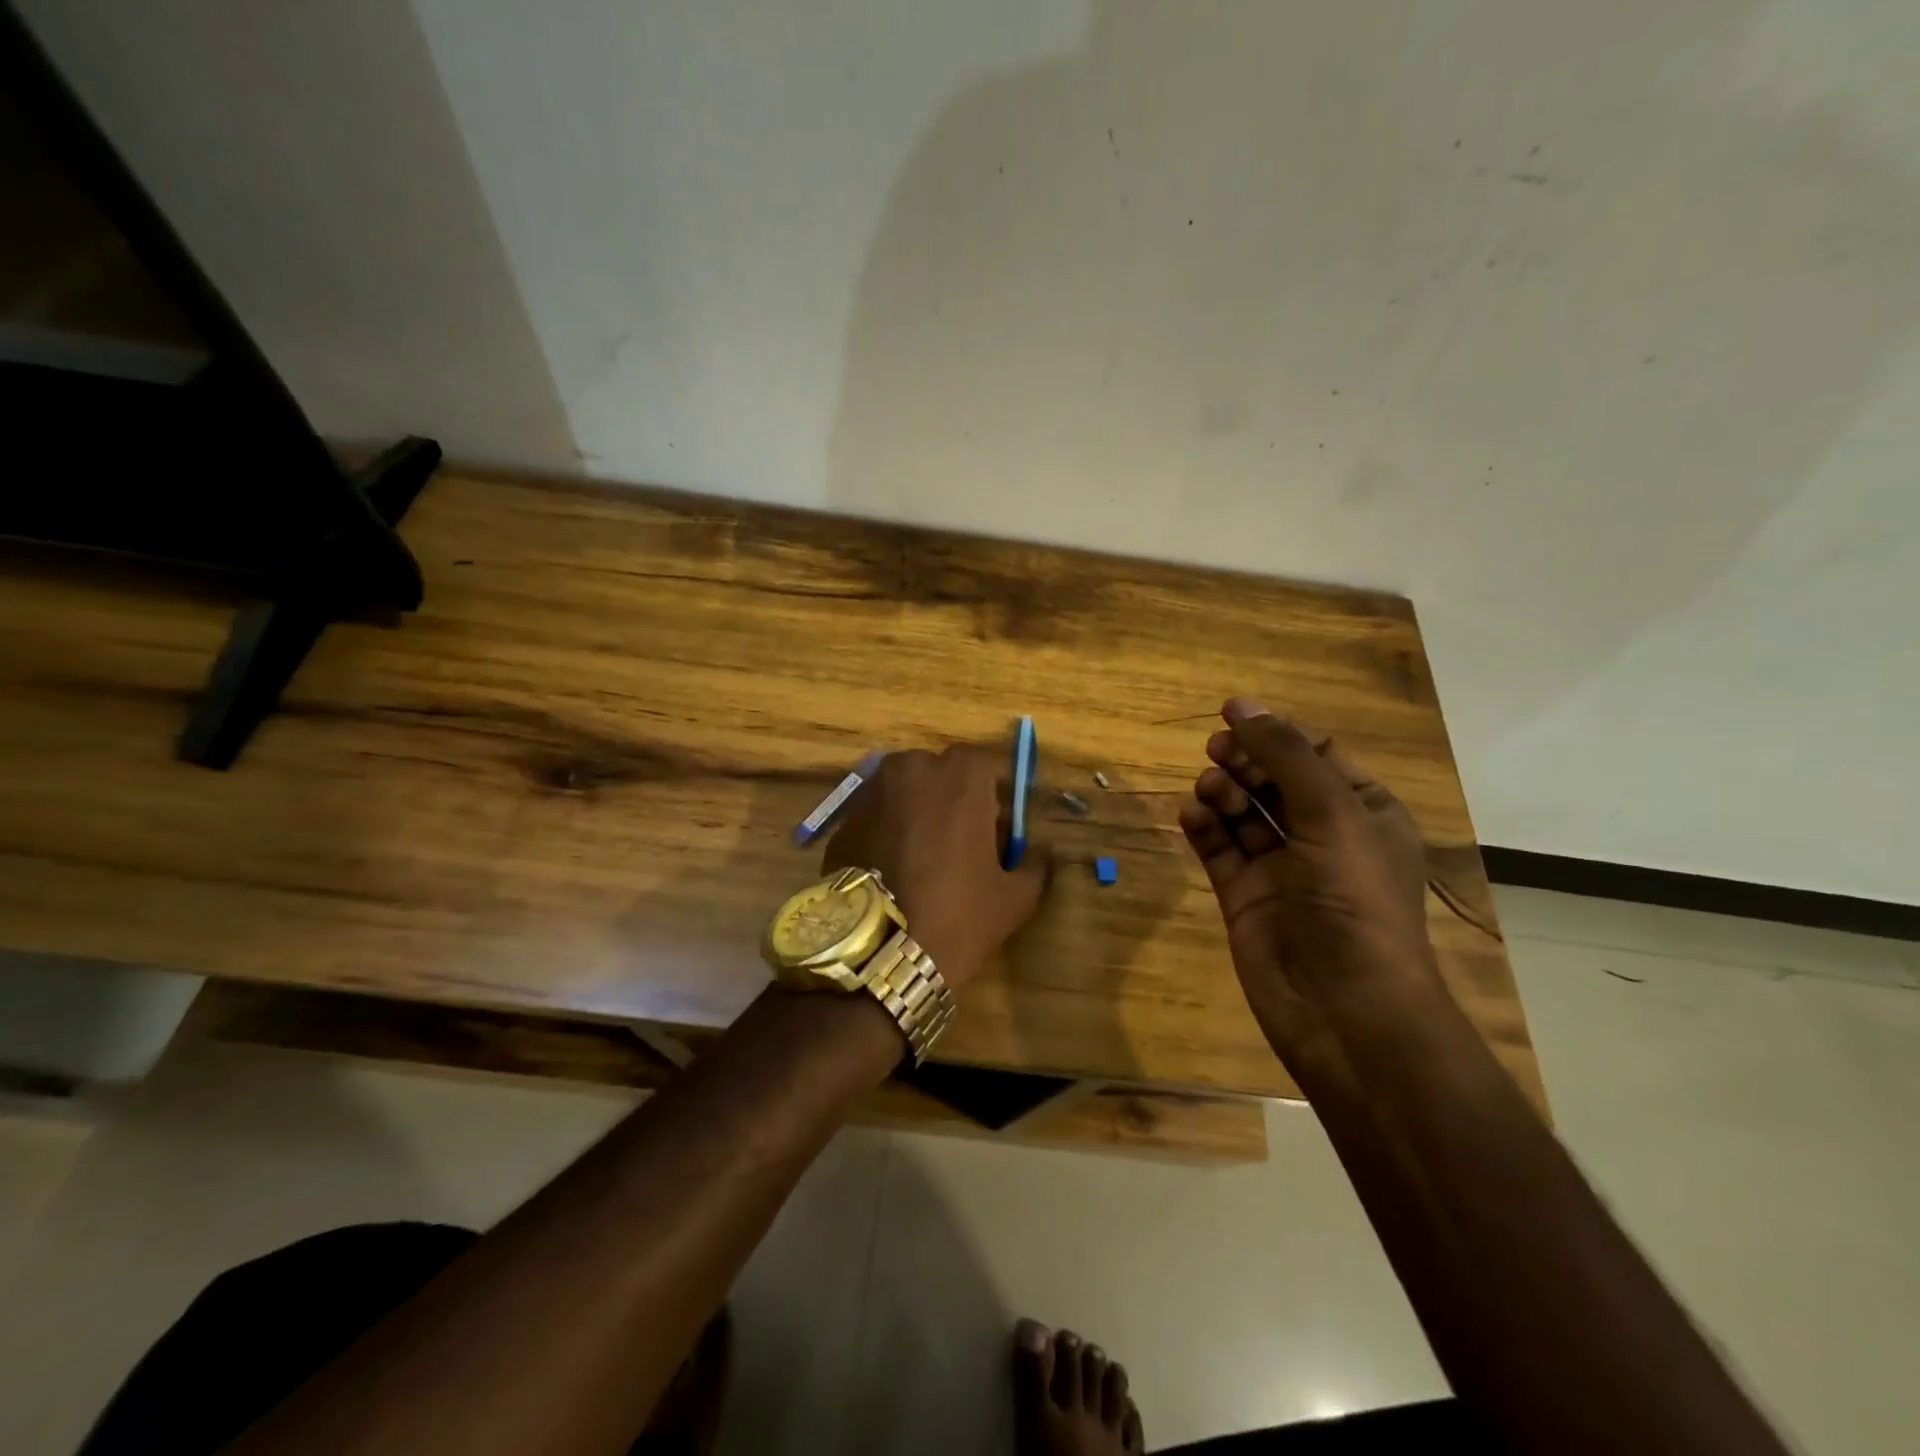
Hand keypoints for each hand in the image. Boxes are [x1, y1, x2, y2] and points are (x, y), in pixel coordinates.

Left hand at [822, 745, 1049, 991]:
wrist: (880, 953)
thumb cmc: (959, 917)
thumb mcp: (1014, 897)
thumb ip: (1035, 863)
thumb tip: (1043, 849)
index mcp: (962, 777)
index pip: (988, 765)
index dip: (998, 791)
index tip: (1003, 820)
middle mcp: (914, 769)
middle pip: (943, 772)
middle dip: (957, 796)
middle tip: (966, 836)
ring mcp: (873, 790)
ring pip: (906, 788)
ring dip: (921, 807)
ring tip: (927, 850)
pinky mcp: (845, 818)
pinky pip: (878, 811)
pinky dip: (890, 826)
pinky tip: (895, 863)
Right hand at [1177, 697, 1442, 1056]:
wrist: (1344, 1008)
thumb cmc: (1353, 900)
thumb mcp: (1331, 813)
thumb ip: (1283, 754)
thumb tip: (1241, 705)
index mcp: (1363, 814)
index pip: (1317, 756)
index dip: (1276, 732)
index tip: (1231, 714)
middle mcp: (1324, 838)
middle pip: (1275, 781)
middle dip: (1245, 761)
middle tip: (1215, 750)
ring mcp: (1282, 870)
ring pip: (1244, 814)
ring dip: (1223, 793)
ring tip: (1208, 790)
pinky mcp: (1245, 897)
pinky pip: (1220, 850)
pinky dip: (1204, 829)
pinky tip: (1192, 816)